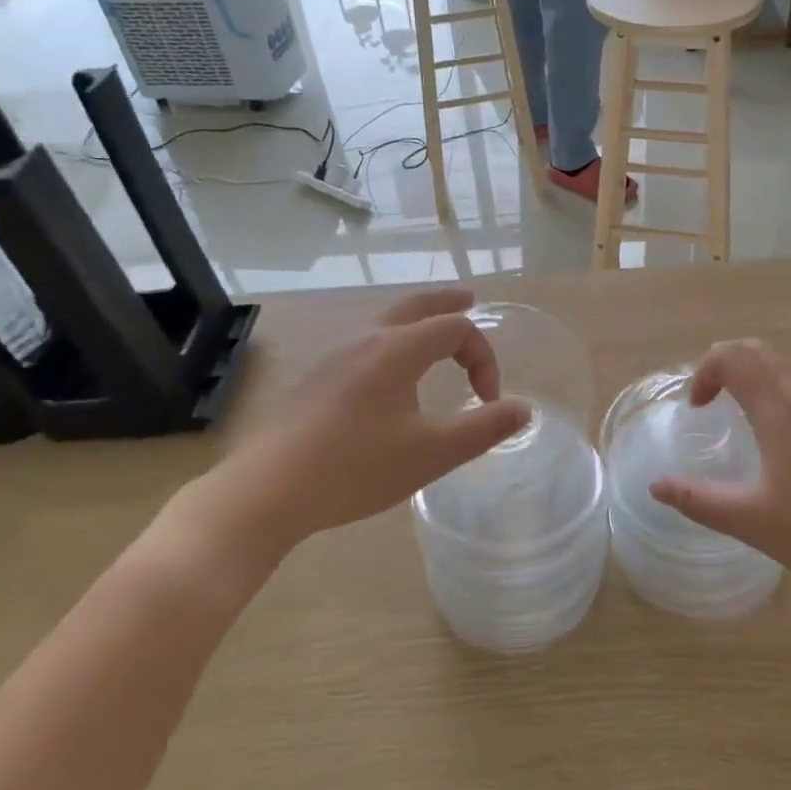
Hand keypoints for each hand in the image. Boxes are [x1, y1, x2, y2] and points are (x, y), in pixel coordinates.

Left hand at [167, 289, 529, 584]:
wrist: (267, 490)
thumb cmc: (356, 468)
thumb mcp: (431, 453)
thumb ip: (482, 429)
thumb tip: (523, 409)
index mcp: (397, 349)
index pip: (456, 329)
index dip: (483, 357)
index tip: (488, 401)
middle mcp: (366, 340)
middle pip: (416, 306)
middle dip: (448, 303)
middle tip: (471, 299)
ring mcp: (335, 358)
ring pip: (386, 323)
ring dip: (418, 322)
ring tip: (434, 336)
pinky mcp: (316, 379)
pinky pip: (365, 344)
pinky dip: (393, 341)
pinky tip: (390, 378)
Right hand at [649, 341, 790, 610]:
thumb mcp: (755, 522)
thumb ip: (700, 501)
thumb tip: (657, 487)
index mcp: (782, 408)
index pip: (733, 357)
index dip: (705, 371)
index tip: (698, 408)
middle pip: (763, 351)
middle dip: (729, 364)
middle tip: (714, 400)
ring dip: (762, 378)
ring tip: (750, 420)